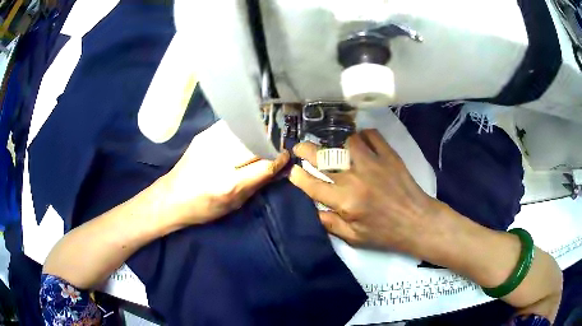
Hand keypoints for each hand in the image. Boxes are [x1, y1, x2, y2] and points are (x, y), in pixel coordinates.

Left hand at [160, 121, 289, 225]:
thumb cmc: (203, 209)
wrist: (172, 197)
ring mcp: (211, 144)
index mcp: (230, 184)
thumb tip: (278, 169)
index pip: (265, 164)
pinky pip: (231, 126)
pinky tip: (244, 134)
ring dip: (257, 135)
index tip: (285, 156)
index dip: (279, 159)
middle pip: (257, 145)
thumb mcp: (234, 205)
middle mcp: (221, 161)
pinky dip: (242, 130)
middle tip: (275, 147)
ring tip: (261, 140)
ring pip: (245, 132)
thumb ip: (257, 185)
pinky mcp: (203, 136)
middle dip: (270, 145)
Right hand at [289, 129, 438, 252]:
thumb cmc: (385, 233)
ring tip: (337, 149)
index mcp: (345, 202)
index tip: (294, 171)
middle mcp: (355, 179)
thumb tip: (312, 209)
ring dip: (337, 144)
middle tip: (300, 148)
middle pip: (323, 158)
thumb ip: (330, 224)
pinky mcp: (389, 155)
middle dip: (305, 150)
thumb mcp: (355, 237)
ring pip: (346, 142)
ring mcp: (373, 163)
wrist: (417, 221)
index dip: (298, 176)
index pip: (312, 185)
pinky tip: (361, 143)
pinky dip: (363, 136)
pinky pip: (371, 135)